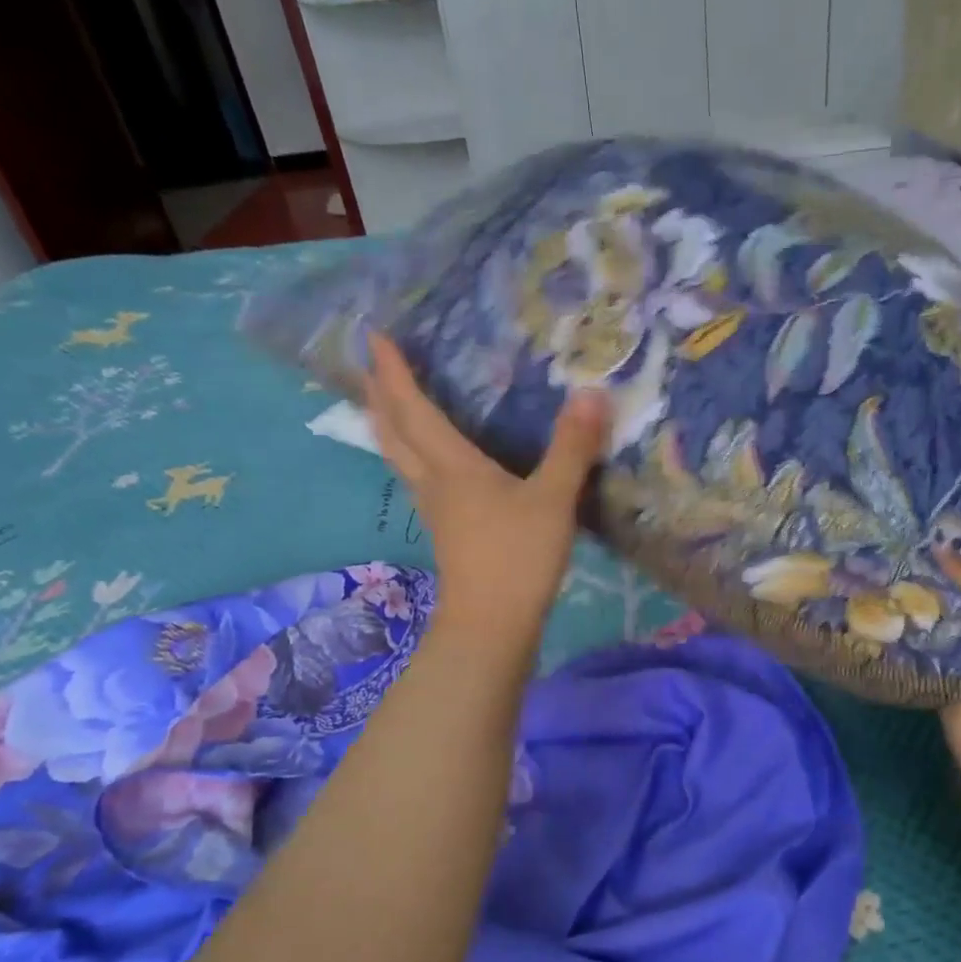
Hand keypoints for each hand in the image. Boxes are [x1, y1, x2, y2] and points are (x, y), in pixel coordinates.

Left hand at [364, 335, 608, 638]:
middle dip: (379, 397)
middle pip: (394, 434)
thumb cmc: (518, 558)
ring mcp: (437, 512)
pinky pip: (418, 481)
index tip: (373, 336)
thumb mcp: (553, 500)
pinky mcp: (448, 534)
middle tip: (368, 367)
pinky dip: (412, 457)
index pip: (415, 410)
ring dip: (388, 428)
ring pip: (401, 460)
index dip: (394, 373)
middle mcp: (435, 484)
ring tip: (384, 406)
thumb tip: (592, 394)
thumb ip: (572, 448)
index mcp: (454, 467)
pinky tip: (430, 465)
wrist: (492, 625)